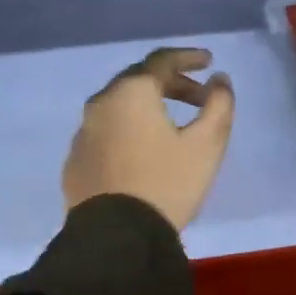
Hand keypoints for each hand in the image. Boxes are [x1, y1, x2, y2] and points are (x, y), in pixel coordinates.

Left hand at [63, 47, 235, 230]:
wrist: (116, 236)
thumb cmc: (166, 184)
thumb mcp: (206, 145)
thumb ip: (218, 105)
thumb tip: (219, 80)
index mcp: (131, 92)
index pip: (161, 60)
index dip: (188, 57)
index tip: (209, 62)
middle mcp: (101, 103)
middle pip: (138, 80)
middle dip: (171, 83)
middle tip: (198, 98)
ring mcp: (83, 132)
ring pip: (119, 106)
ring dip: (148, 107)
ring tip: (172, 125)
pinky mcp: (75, 160)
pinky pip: (106, 132)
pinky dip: (128, 130)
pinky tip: (142, 152)